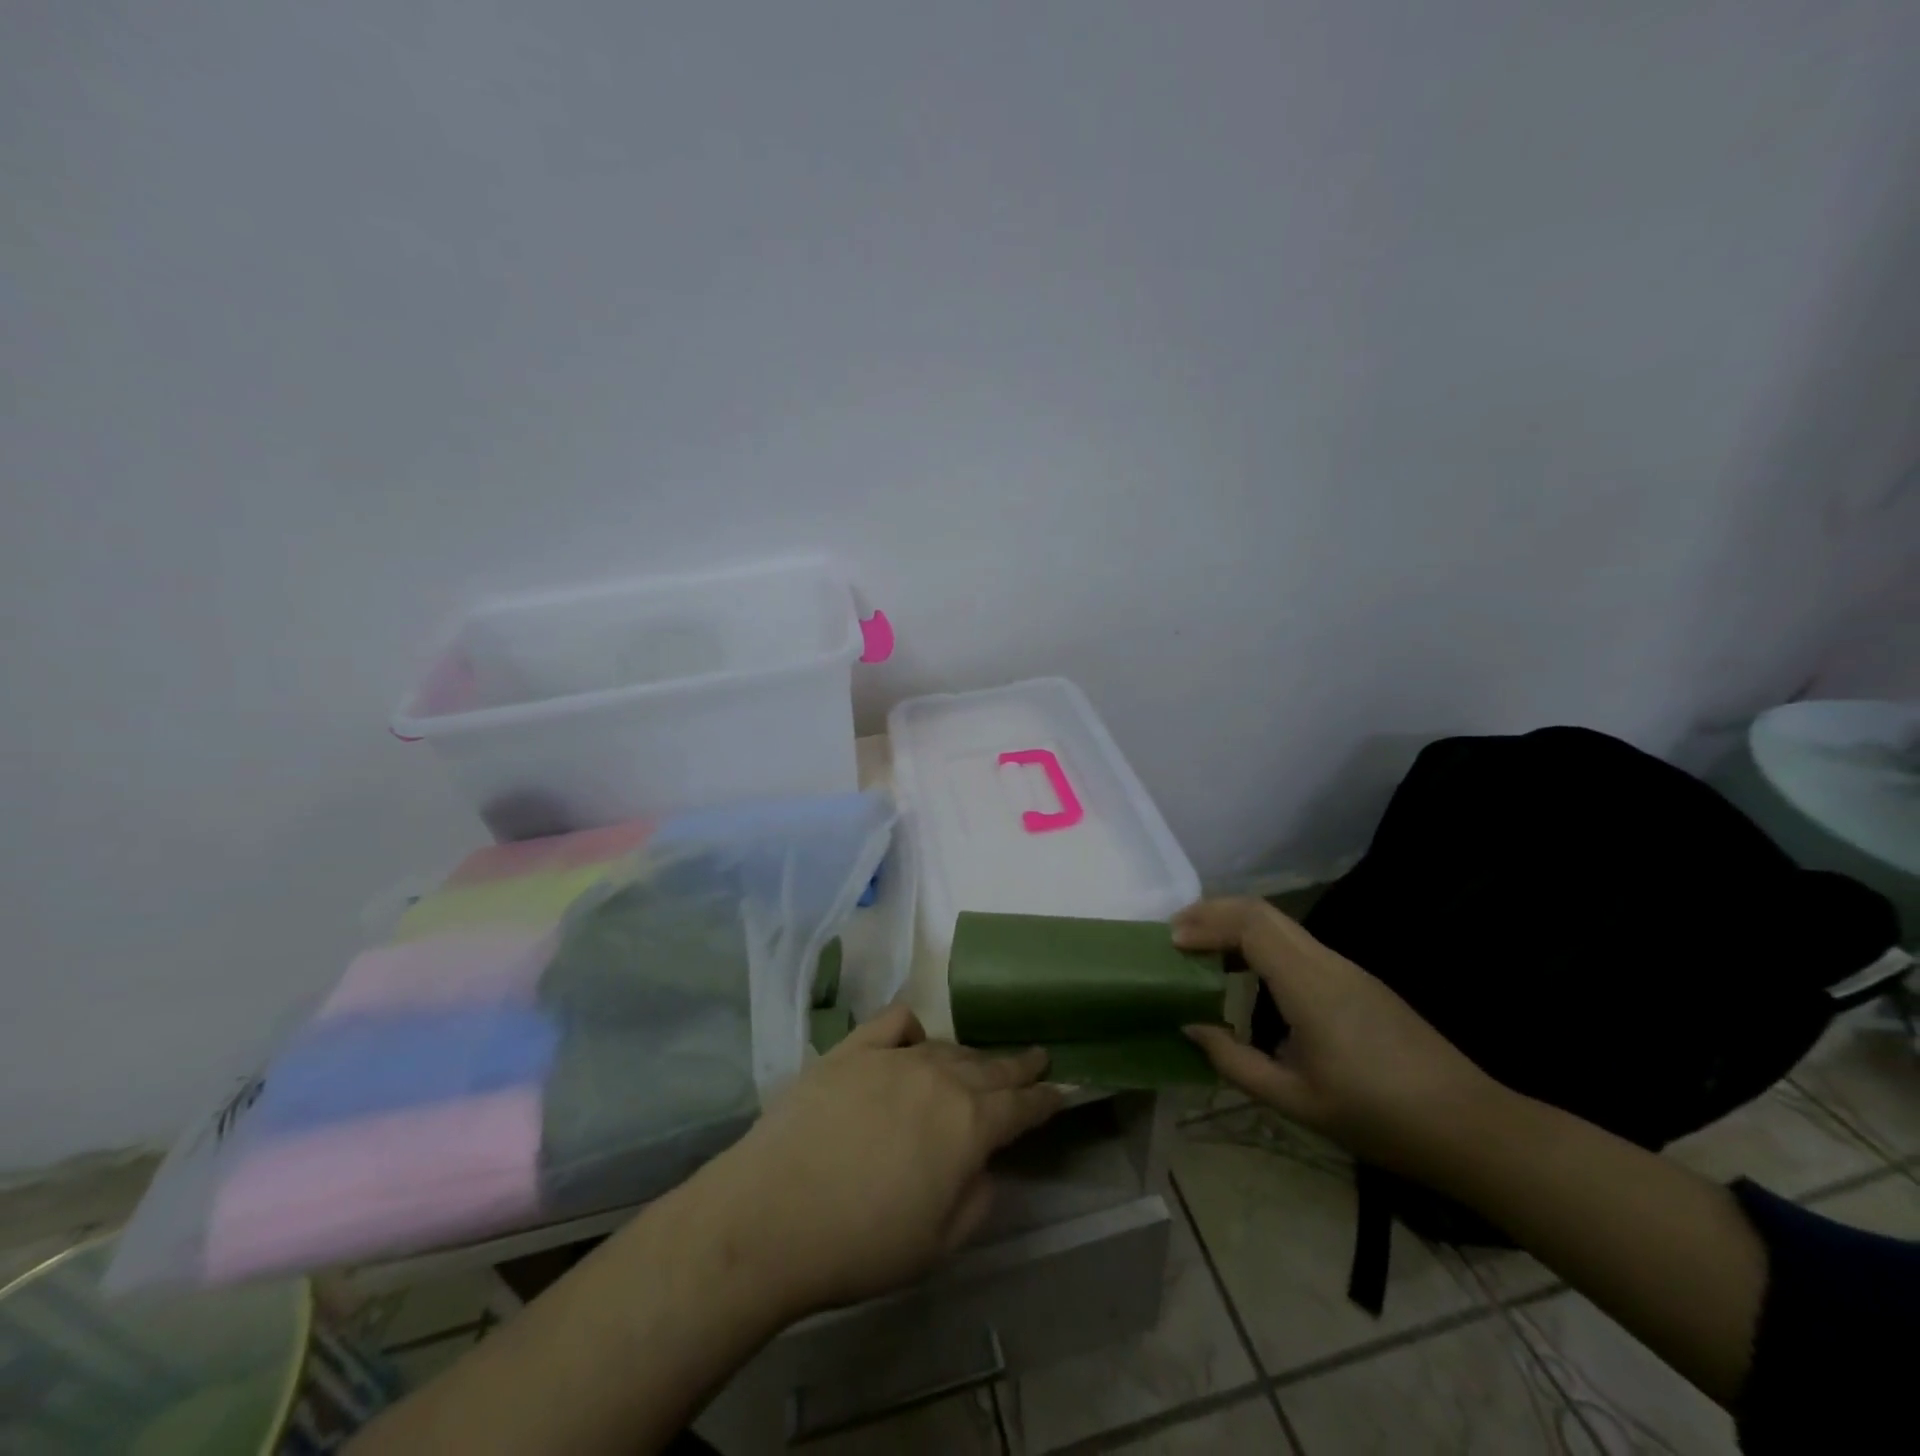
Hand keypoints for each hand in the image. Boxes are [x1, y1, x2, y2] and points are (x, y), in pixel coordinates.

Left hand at [698, 1006, 1063, 1319]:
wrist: (771, 1215)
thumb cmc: (860, 1245)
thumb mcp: (937, 1244)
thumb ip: (976, 1200)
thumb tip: (986, 1167)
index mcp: (968, 1125)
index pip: (1021, 1106)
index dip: (1046, 1099)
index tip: (1062, 1091)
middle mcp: (939, 1078)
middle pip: (990, 1066)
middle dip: (1018, 1065)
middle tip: (1038, 1057)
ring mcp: (894, 1057)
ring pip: (947, 1047)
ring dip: (970, 1055)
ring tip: (980, 1060)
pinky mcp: (851, 1049)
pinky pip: (894, 1022)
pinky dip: (913, 1027)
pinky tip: (914, 1037)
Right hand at [1176, 898, 1495, 1178]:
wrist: (1471, 1127)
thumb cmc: (1379, 1118)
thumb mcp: (1296, 1101)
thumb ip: (1234, 1062)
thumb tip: (1190, 1027)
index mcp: (1309, 985)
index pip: (1249, 925)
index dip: (1205, 924)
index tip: (1171, 943)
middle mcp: (1326, 962)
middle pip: (1261, 910)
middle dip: (1213, 912)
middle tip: (1176, 935)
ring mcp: (1346, 968)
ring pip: (1279, 923)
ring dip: (1234, 926)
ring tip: (1200, 950)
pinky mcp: (1357, 981)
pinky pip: (1296, 944)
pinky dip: (1258, 942)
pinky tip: (1245, 973)